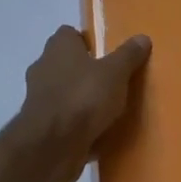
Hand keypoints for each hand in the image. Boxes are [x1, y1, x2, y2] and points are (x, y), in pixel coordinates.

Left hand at [10, 26, 151, 181]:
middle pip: (65, 63)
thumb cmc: (83, 98)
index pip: (69, 34)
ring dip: (79, 99)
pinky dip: (74, 125)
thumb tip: (142, 37)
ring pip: (63, 92)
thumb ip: (128, 55)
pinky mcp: (39, 127)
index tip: (106, 53)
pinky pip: (61, 120)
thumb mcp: (115, 73)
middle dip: (84, 71)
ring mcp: (37, 98)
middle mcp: (43, 67)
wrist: (51, 147)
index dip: (87, 41)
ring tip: (105, 109)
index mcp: (58, 47)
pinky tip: (95, 133)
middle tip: (110, 81)